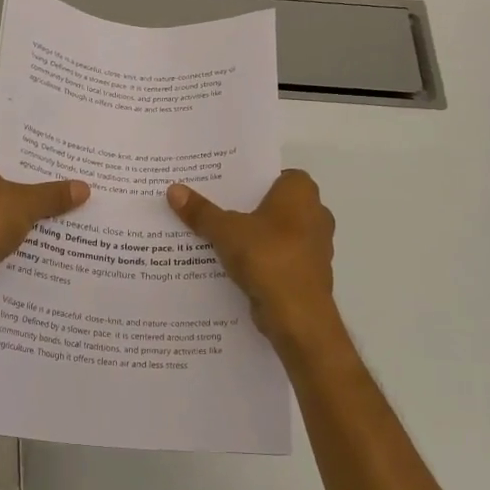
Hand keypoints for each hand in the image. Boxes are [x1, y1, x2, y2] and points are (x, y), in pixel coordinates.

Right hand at [167, 171, 340, 348]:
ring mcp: (314, 246)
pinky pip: (278, 258)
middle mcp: (315, 214)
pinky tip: (232, 265)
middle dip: (247, 208)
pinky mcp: (308, 273)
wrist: (298, 315)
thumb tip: (173, 189)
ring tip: (216, 237)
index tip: (224, 186)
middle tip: (213, 208)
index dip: (250, 179)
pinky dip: (260, 260)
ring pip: (276, 233)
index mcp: (301, 192)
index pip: (275, 174)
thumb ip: (201, 211)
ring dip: (253, 236)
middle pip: (273, 204)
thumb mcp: (226, 231)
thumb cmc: (268, 257)